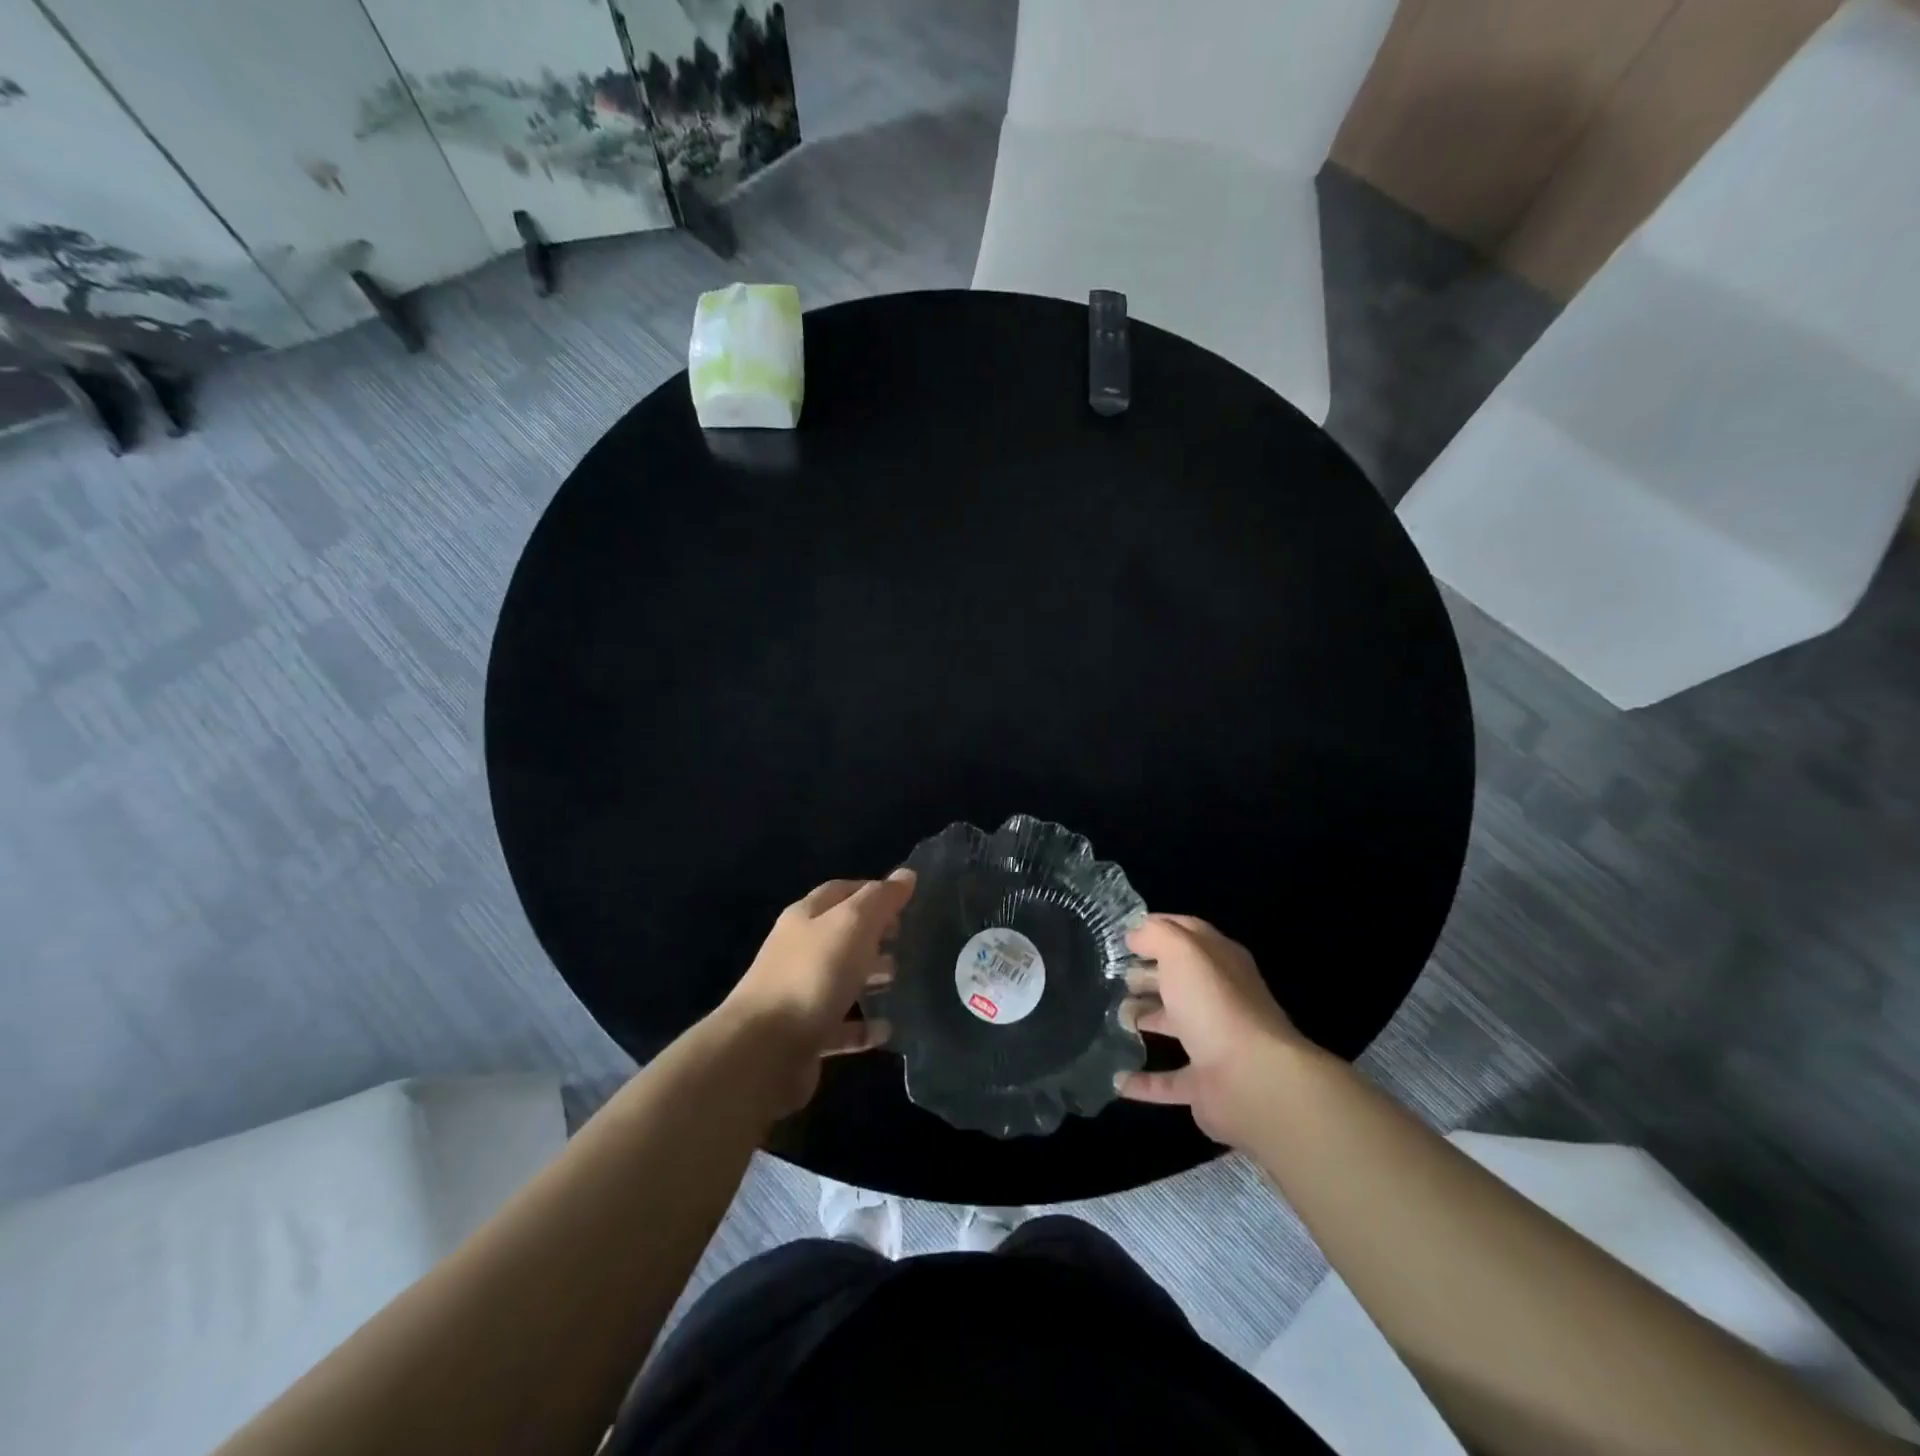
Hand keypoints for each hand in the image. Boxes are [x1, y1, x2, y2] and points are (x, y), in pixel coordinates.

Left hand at [717, 870, 914, 1115]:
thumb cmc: (812, 975)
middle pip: (839, 935)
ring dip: (869, 977)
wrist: (762, 1051)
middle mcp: (797, 951)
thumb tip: (906, 874)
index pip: (840, 891)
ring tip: (899, 979)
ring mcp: (798, 995)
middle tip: (905, 940)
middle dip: (873, 934)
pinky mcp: (803, 1036)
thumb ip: (880, 899)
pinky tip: (886, 1029)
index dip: (872, 891)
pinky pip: (839, 1026)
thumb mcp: (852, 925)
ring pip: (839, 978)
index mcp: (805, 917)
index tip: (905, 901)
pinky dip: (863, 1027)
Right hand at [1117, 914, 1307, 1148]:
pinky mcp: (1206, 1085)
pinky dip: (1144, 1082)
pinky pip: (1168, 1082)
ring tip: (1111, 1015)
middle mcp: (1220, 998)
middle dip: (1147, 974)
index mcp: (1220, 961)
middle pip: (1179, 979)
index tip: (1122, 934)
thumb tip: (1135, 935)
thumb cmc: (1214, 1004)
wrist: (1254, 1082)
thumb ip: (1156, 935)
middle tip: (1113, 975)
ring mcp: (1214, 1043)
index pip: (1188, 933)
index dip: (1156, 929)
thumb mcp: (1182, 951)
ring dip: (1144, 1019)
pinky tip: (1118, 1080)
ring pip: (1174, 1024)